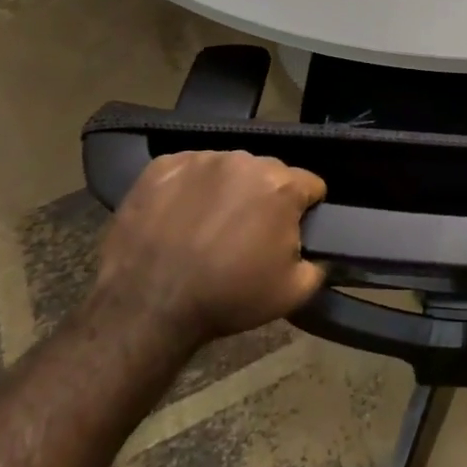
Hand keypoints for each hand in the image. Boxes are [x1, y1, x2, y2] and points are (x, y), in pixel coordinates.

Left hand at [93, 151, 326, 349]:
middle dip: (265, 197)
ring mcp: (200, 160)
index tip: (290, 234)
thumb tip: (317, 253)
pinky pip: (188, 170)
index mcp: (281, 185)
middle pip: (269, 173)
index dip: (305, 210)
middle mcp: (244, 161)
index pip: (311, 185)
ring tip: (209, 227)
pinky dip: (190, 189)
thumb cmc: (227, 297)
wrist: (147, 306)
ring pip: (228, 169)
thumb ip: (318, 264)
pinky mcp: (161, 166)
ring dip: (228, 191)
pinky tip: (179, 218)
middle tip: (247, 235)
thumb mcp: (294, 293)